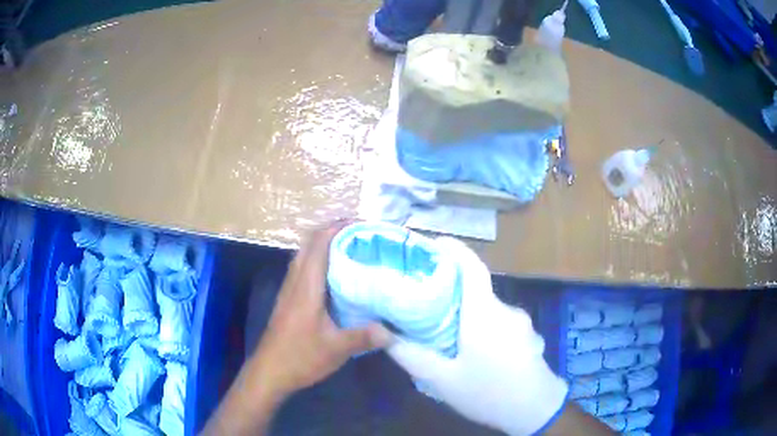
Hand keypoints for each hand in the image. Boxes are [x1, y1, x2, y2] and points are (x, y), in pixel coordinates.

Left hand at [203, 223, 390, 435]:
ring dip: (325, 245)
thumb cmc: (300, 356)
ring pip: (305, 256)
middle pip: (309, 244)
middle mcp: (295, 282)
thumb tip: (391, 331)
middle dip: (333, 232)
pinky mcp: (289, 300)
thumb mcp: (336, 349)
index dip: (337, 227)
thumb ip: (363, 337)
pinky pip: (304, 270)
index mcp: (306, 286)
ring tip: (352, 250)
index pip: (318, 244)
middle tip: (361, 235)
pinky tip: (337, 277)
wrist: (269, 371)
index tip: (361, 224)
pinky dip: (319, 262)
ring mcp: (289, 290)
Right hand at [387, 238, 568, 435]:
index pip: (471, 266)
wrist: (536, 411)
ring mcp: (521, 323)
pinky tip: (475, 353)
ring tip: (446, 336)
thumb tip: (382, 332)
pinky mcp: (528, 336)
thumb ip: (410, 354)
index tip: (432, 244)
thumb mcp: (442, 380)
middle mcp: (506, 310)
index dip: (452, 249)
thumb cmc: (488, 393)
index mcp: (484, 313)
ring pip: (488, 310)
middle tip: (424, 305)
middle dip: (450, 292)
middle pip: (476, 290)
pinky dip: (484, 328)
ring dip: (468, 316)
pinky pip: (500, 322)